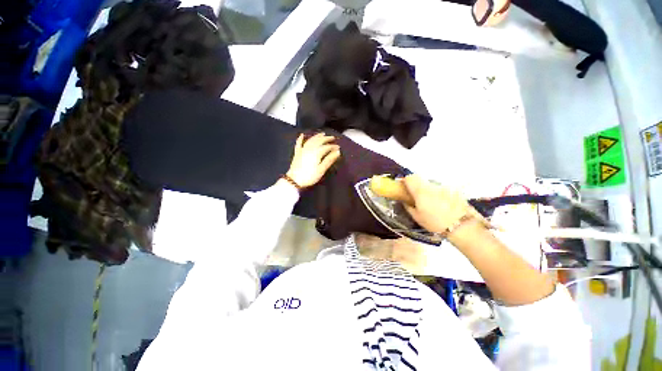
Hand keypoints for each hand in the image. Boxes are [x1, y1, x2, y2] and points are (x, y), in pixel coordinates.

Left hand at [286, 133, 340, 187]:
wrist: (294, 180)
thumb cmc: (310, 176)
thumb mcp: (321, 169)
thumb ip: (329, 160)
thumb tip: (337, 152)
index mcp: (317, 152)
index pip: (327, 147)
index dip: (333, 146)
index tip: (338, 147)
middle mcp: (310, 148)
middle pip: (319, 141)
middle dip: (326, 139)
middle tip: (333, 138)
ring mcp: (302, 150)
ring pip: (311, 140)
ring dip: (317, 136)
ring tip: (322, 134)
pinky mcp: (297, 153)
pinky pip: (299, 143)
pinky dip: (300, 138)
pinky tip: (302, 135)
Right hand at [401, 175, 473, 233]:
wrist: (462, 226)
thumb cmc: (435, 223)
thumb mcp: (417, 217)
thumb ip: (408, 206)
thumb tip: (404, 200)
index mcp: (420, 191)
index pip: (410, 177)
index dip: (405, 180)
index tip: (404, 187)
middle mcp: (431, 185)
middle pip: (420, 179)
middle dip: (416, 185)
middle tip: (416, 196)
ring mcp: (442, 186)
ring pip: (430, 183)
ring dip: (427, 189)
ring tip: (431, 202)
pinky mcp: (452, 189)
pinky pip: (440, 188)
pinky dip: (438, 193)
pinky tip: (442, 203)